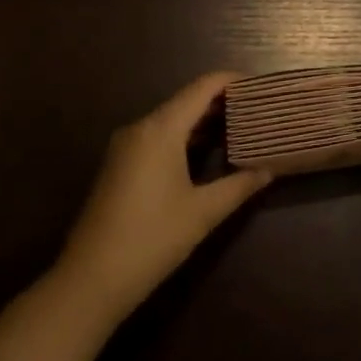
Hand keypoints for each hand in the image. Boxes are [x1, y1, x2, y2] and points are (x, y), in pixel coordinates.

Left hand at [54, 73, 270, 322]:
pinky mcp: (119, 164)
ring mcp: (125, 145)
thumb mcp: (203, 213)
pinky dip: (184, 135)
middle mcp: (141, 127)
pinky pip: (157, 136)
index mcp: (161, 129)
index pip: (202, 87)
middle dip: (221, 101)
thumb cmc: (152, 239)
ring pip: (171, 118)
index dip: (231, 81)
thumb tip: (269, 170)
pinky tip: (205, 151)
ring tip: (238, 126)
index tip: (260, 86)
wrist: (90, 280)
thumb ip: (239, 186)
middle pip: (186, 100)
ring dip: (202, 120)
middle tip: (255, 109)